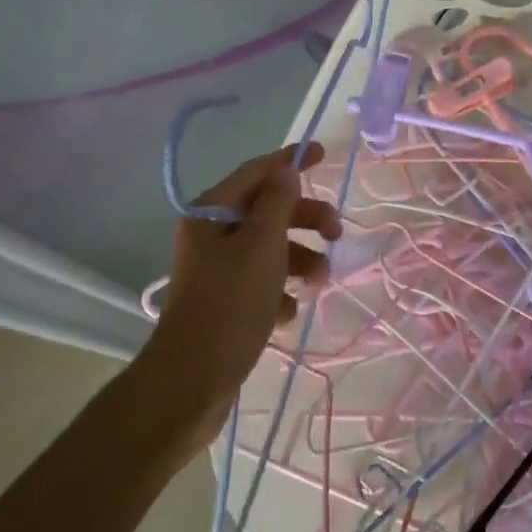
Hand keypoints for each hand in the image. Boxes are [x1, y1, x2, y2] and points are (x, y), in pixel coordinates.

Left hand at [149, 144, 341, 445]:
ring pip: (270, 250)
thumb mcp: (262, 244)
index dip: (291, 161)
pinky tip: (287, 312)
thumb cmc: (231, 301)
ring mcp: (218, 271)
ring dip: (300, 259)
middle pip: (267, 212)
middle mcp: (212, 235)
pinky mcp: (226, 302)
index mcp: (212, 212)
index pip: (257, 172)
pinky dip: (281, 291)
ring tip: (319, 282)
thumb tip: (287, 169)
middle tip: (337, 232)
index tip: (324, 154)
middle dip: (305, 219)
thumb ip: (278, 202)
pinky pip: (263, 283)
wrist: (195, 377)